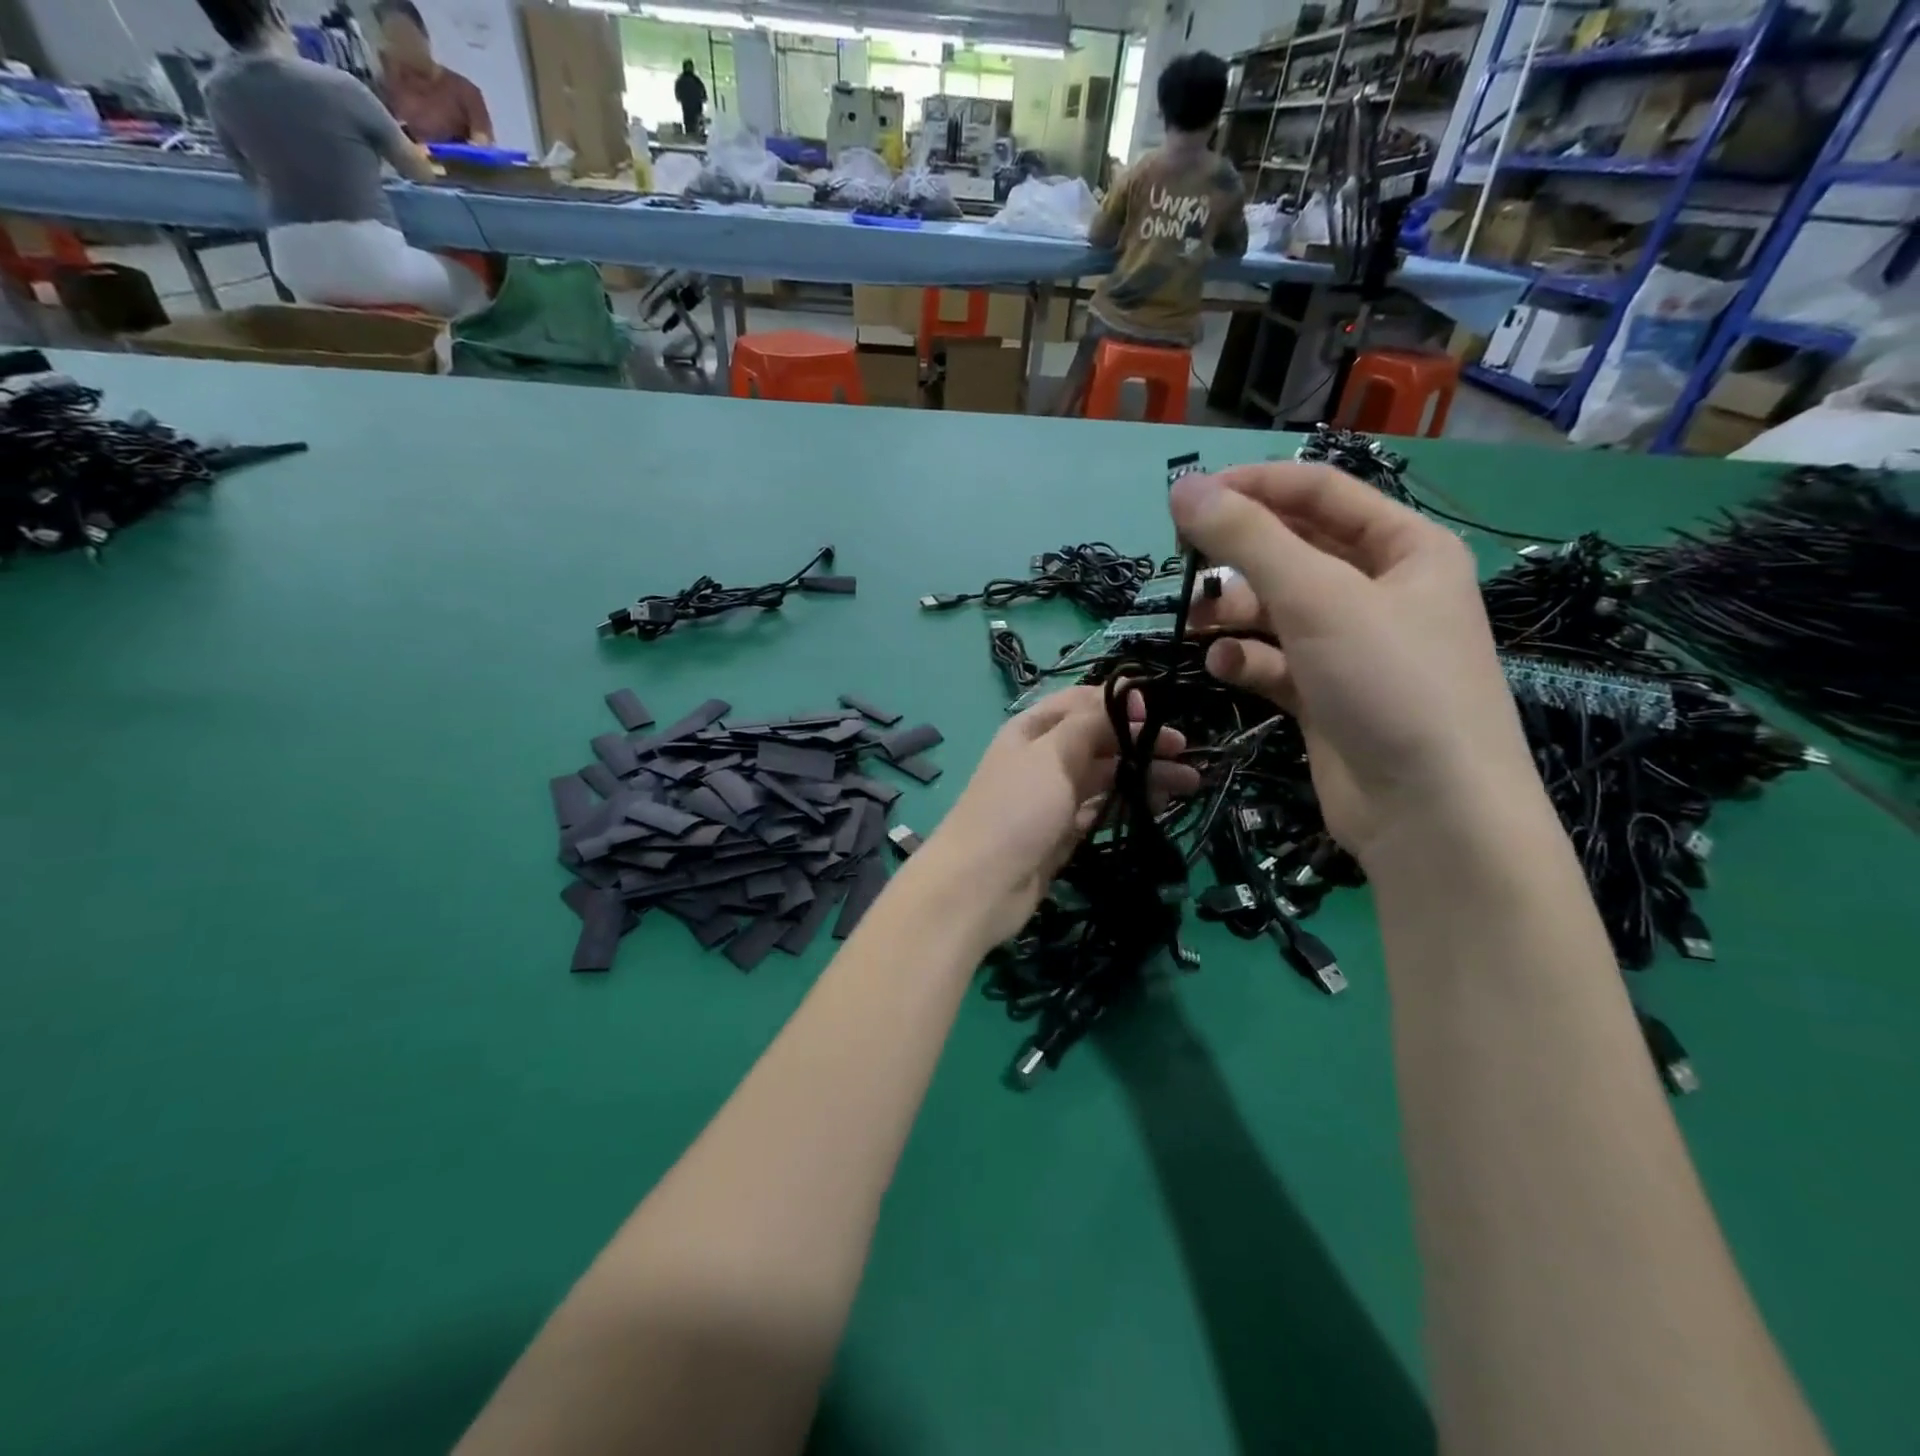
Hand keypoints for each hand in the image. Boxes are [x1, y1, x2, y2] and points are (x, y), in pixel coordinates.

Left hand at [925, 687, 1198, 944]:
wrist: (980, 885)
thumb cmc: (1016, 809)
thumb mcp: (1052, 755)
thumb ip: (1090, 724)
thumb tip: (1125, 695)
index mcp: (1033, 729)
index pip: (1082, 703)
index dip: (1119, 704)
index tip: (1157, 712)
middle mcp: (1044, 757)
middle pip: (1099, 740)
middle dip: (1140, 741)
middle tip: (1183, 750)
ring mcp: (1054, 796)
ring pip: (1106, 776)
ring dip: (1143, 774)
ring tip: (1188, 782)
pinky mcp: (1064, 831)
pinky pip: (1102, 808)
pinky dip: (1129, 803)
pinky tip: (1159, 803)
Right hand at [1168, 463, 1534, 862]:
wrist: (1430, 811)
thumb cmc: (1388, 682)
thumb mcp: (1317, 596)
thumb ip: (1246, 538)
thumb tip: (1182, 486)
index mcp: (1405, 548)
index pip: (1320, 493)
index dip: (1253, 488)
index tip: (1187, 498)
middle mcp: (1381, 592)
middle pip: (1294, 553)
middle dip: (1238, 560)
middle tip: (1185, 570)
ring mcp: (1352, 649)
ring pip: (1277, 611)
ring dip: (1234, 614)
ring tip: (1197, 626)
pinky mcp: (1326, 697)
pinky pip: (1275, 662)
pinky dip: (1247, 661)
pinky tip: (1224, 668)